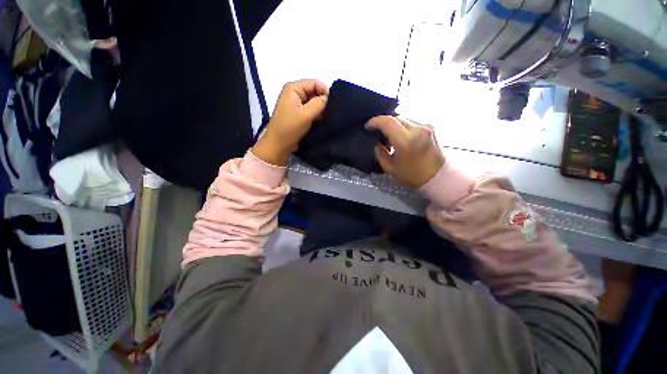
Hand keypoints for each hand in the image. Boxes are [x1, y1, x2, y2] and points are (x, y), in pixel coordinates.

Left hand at [252, 79, 328, 165]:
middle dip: (322, 101)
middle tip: (329, 112)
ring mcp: (295, 104)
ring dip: (319, 109)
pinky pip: (309, 110)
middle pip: (314, 91)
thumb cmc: (290, 127)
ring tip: (325, 117)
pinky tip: (319, 121)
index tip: (332, 104)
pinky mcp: (297, 113)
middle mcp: (294, 93)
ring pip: (312, 101)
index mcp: (293, 88)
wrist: (278, 144)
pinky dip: (315, 114)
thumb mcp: (306, 114)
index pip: (315, 83)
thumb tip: (328, 98)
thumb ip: (319, 103)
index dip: (325, 91)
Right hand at [367, 116, 444, 188]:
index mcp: (406, 141)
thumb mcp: (389, 168)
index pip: (388, 121)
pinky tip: (399, 135)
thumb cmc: (412, 175)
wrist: (437, 177)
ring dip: (393, 124)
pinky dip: (402, 126)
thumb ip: (379, 153)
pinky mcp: (430, 128)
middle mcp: (418, 129)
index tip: (368, 126)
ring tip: (388, 135)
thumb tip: (377, 142)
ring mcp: (426, 127)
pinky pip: (412, 122)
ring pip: (404, 118)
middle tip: (376, 131)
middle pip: (396, 117)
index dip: (375, 121)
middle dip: (383, 122)